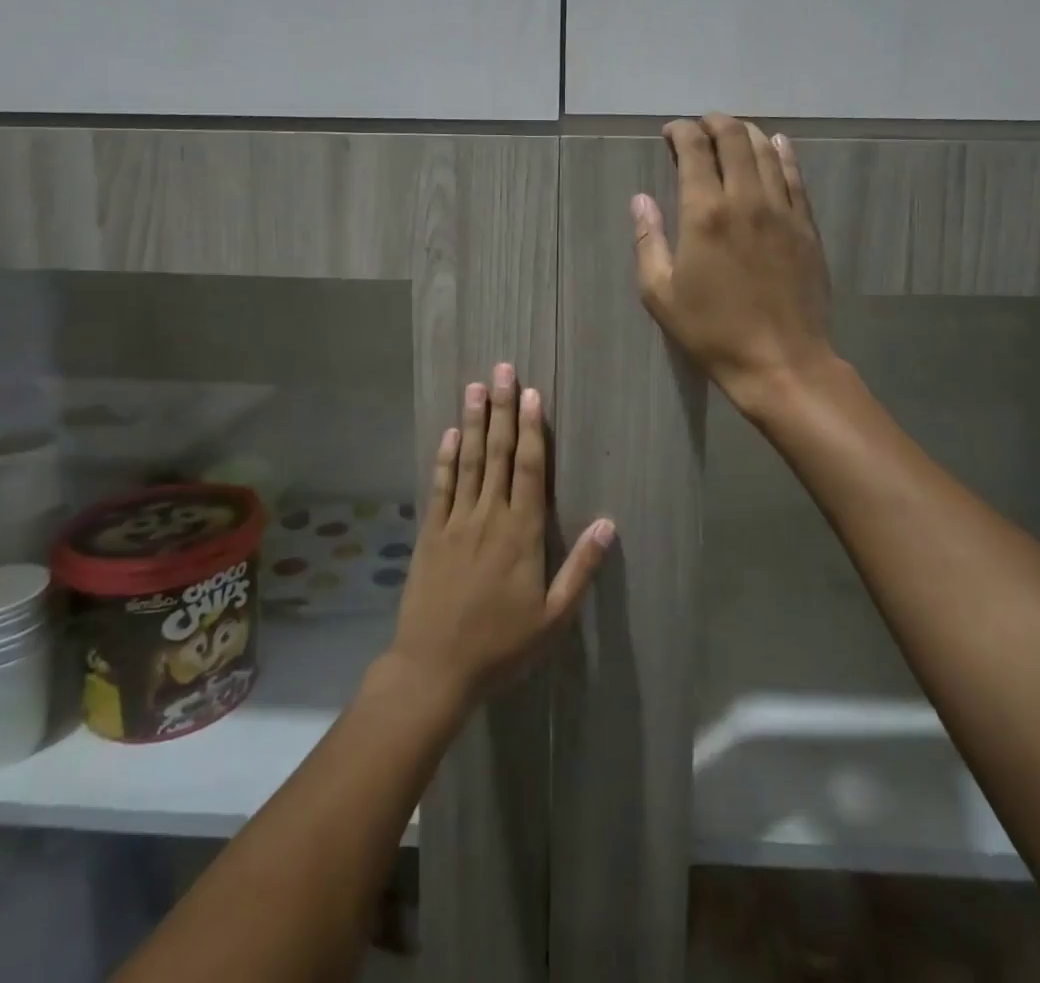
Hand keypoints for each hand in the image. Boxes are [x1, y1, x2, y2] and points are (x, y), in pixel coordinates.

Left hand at [388, 363, 614, 708]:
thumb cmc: (501, 645)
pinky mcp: (431, 533)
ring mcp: (456, 522)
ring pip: (469, 461)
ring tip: (475, 387)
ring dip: (474, 422)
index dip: (532, 429)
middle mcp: (489, 517)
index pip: (530, 469)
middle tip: (502, 371)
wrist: (434, 668)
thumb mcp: (553, 617)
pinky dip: (446, 457)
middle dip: (502, 410)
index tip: (532, 394)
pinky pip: (440, 486)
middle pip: (499, 454)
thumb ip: (581, 568)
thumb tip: (609, 523)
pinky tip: (450, 433)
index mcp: (521, 533)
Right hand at [633, 114, 834, 414]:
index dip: (681, 132)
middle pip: (734, 139)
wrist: (780, 361)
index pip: (695, 151)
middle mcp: (746, 200)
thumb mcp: (660, 293)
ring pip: (767, 151)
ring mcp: (782, 210)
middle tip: (701, 124)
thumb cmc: (711, 331)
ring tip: (733, 130)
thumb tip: (641, 200)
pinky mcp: (806, 226)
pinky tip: (777, 144)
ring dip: (747, 132)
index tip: (671, 131)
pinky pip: (796, 177)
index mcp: (705, 214)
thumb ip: (648, 240)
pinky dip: (783, 154)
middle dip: (715, 123)